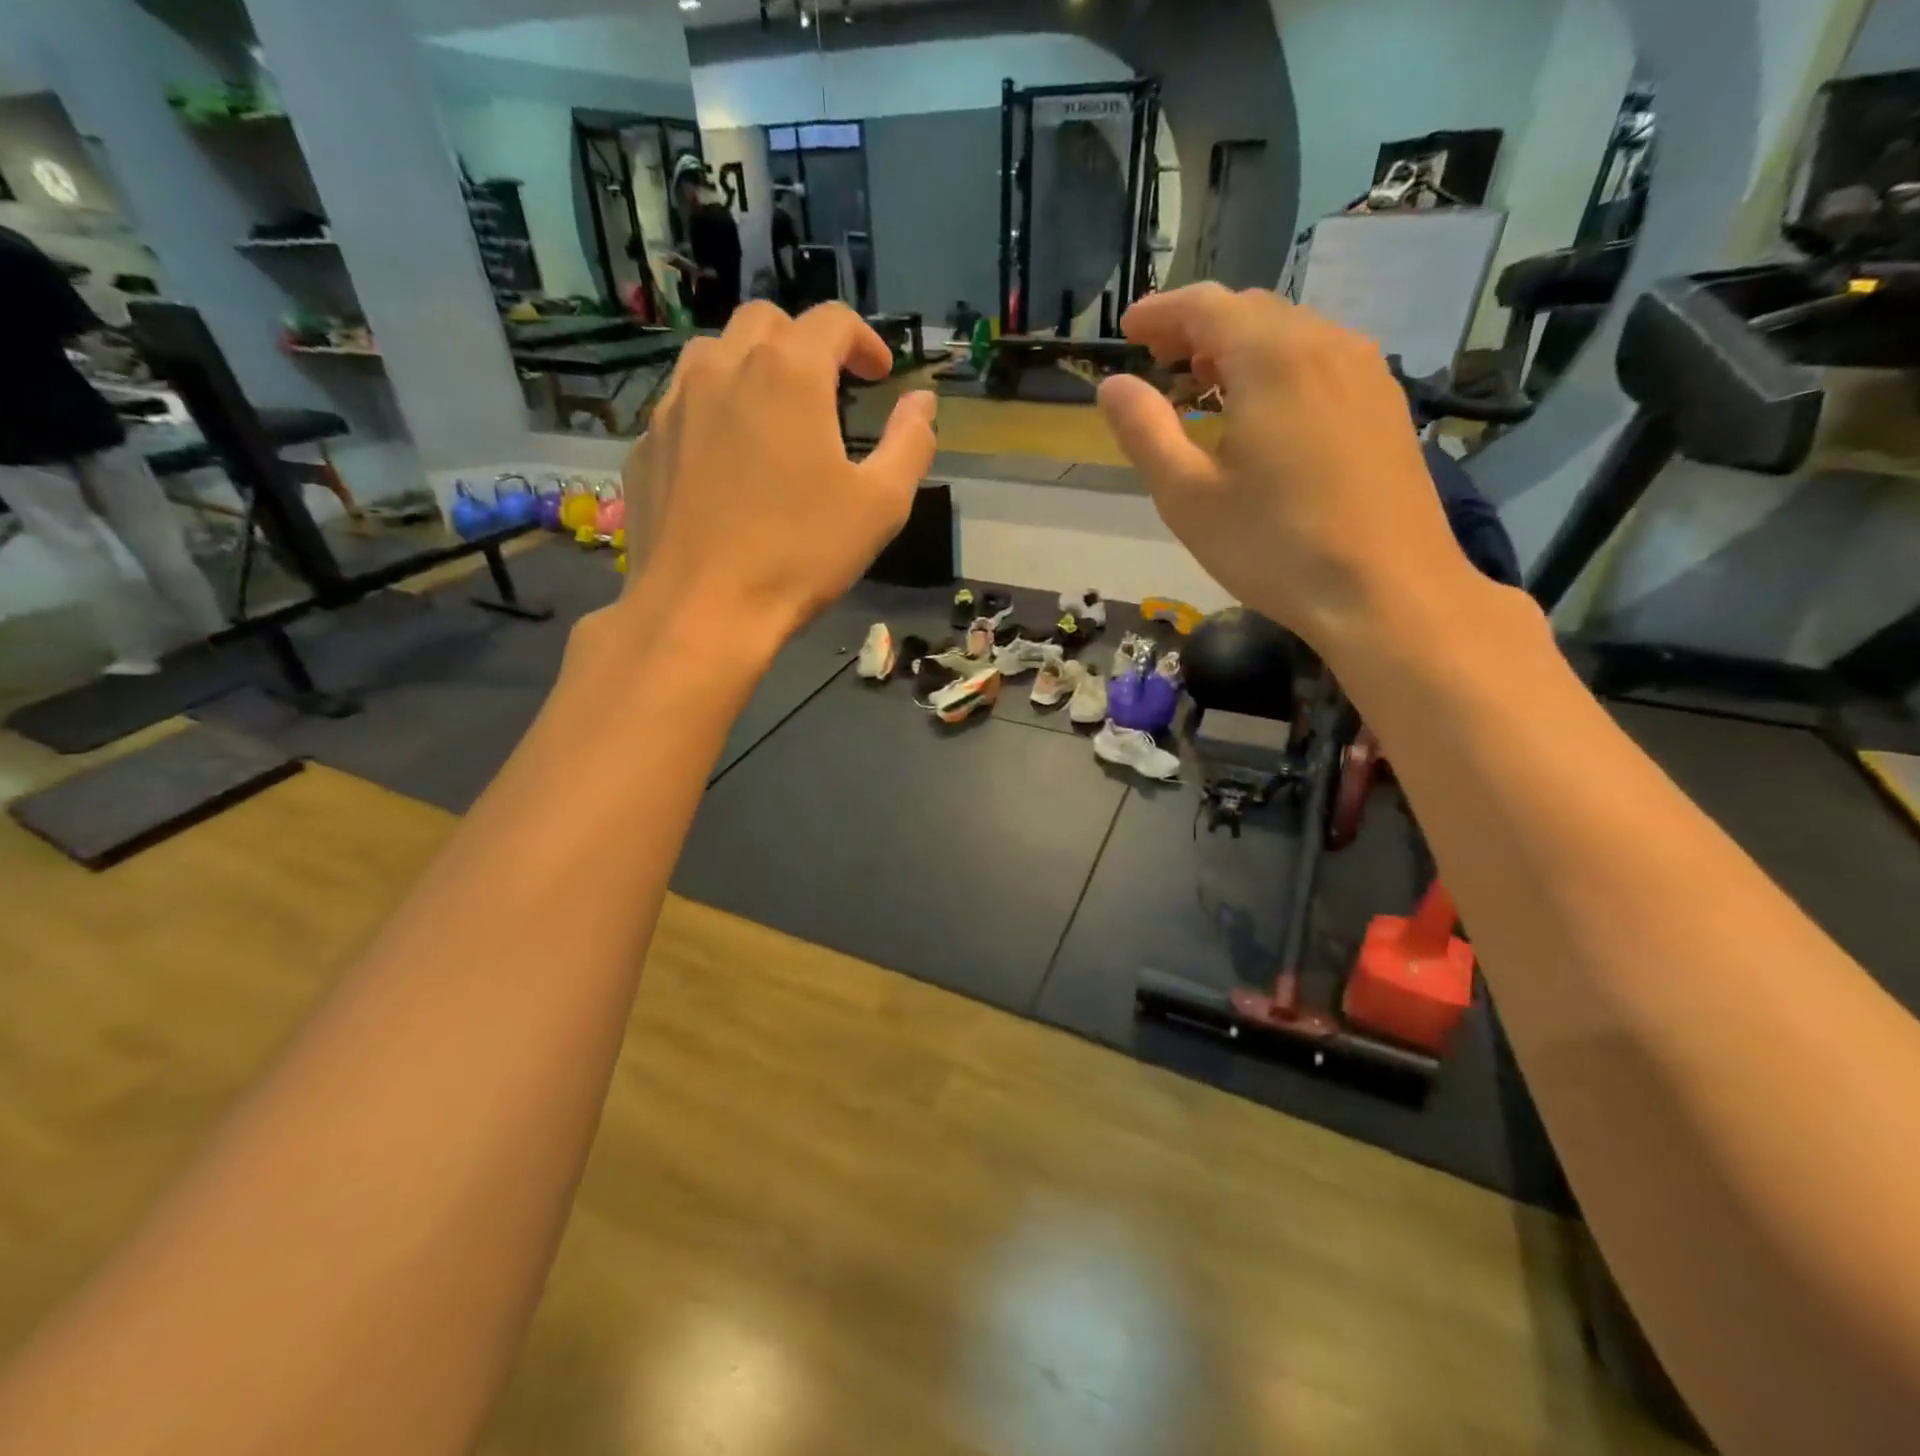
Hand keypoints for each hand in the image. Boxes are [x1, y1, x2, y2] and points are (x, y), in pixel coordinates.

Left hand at [622, 301, 936, 644]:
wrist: (701, 610)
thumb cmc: (800, 555)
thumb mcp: (880, 505)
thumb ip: (910, 443)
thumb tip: (923, 402)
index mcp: (787, 373)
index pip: (831, 321)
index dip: (864, 340)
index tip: (880, 375)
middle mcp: (723, 368)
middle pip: (766, 322)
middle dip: (805, 344)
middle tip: (829, 389)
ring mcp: (674, 404)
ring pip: (715, 355)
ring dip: (753, 368)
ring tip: (774, 417)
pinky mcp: (646, 444)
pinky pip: (683, 405)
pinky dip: (715, 412)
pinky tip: (728, 462)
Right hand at [1098, 285, 1479, 647]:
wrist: (1387, 592)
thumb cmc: (1274, 547)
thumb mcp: (1188, 497)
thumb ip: (1145, 432)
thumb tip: (1114, 385)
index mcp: (1273, 357)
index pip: (1207, 305)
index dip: (1161, 312)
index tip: (1128, 330)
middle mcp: (1327, 344)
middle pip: (1253, 311)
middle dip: (1200, 326)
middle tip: (1161, 358)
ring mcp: (1366, 373)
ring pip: (1292, 334)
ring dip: (1241, 346)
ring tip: (1206, 383)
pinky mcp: (1386, 406)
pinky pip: (1321, 362)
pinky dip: (1279, 367)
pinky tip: (1265, 412)